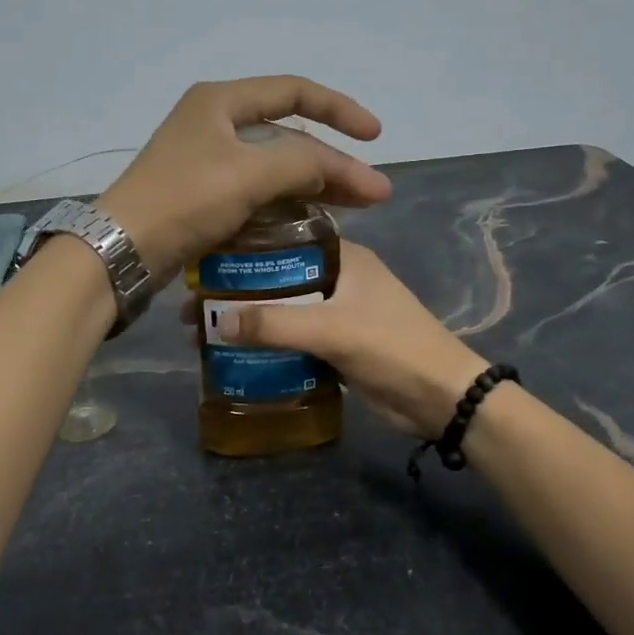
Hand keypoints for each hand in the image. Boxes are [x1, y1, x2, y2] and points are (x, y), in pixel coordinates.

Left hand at [98, 77, 390, 280]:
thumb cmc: (185, 200)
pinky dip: (288, 201)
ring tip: (356, 208)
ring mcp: (208, 161)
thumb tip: (341, 168)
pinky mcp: (204, 195)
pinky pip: (259, 190)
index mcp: (221, 102)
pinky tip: (314, 219)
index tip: (374, 137)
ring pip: (275, 166)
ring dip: (315, 184)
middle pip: (288, 134)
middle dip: (333, 161)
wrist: (124, 249)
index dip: (339, 110)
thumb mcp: (249, 174)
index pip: (294, 92)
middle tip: (371, 191)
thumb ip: (303, 164)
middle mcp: (215, 123)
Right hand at [208, 241, 488, 437]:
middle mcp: (339, 277)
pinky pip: (293, 337)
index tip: (203, 261)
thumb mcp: (332, 329)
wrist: (440, 398)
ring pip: (283, 309)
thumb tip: (216, 321)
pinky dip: (267, 343)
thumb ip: (275, 324)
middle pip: (277, 276)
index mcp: (344, 256)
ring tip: (201, 331)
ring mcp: (338, 312)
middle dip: (237, 291)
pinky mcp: (337, 344)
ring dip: (249, 319)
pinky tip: (233, 353)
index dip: (243, 248)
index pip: (285, 237)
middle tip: (192, 307)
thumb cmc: (392, 347)